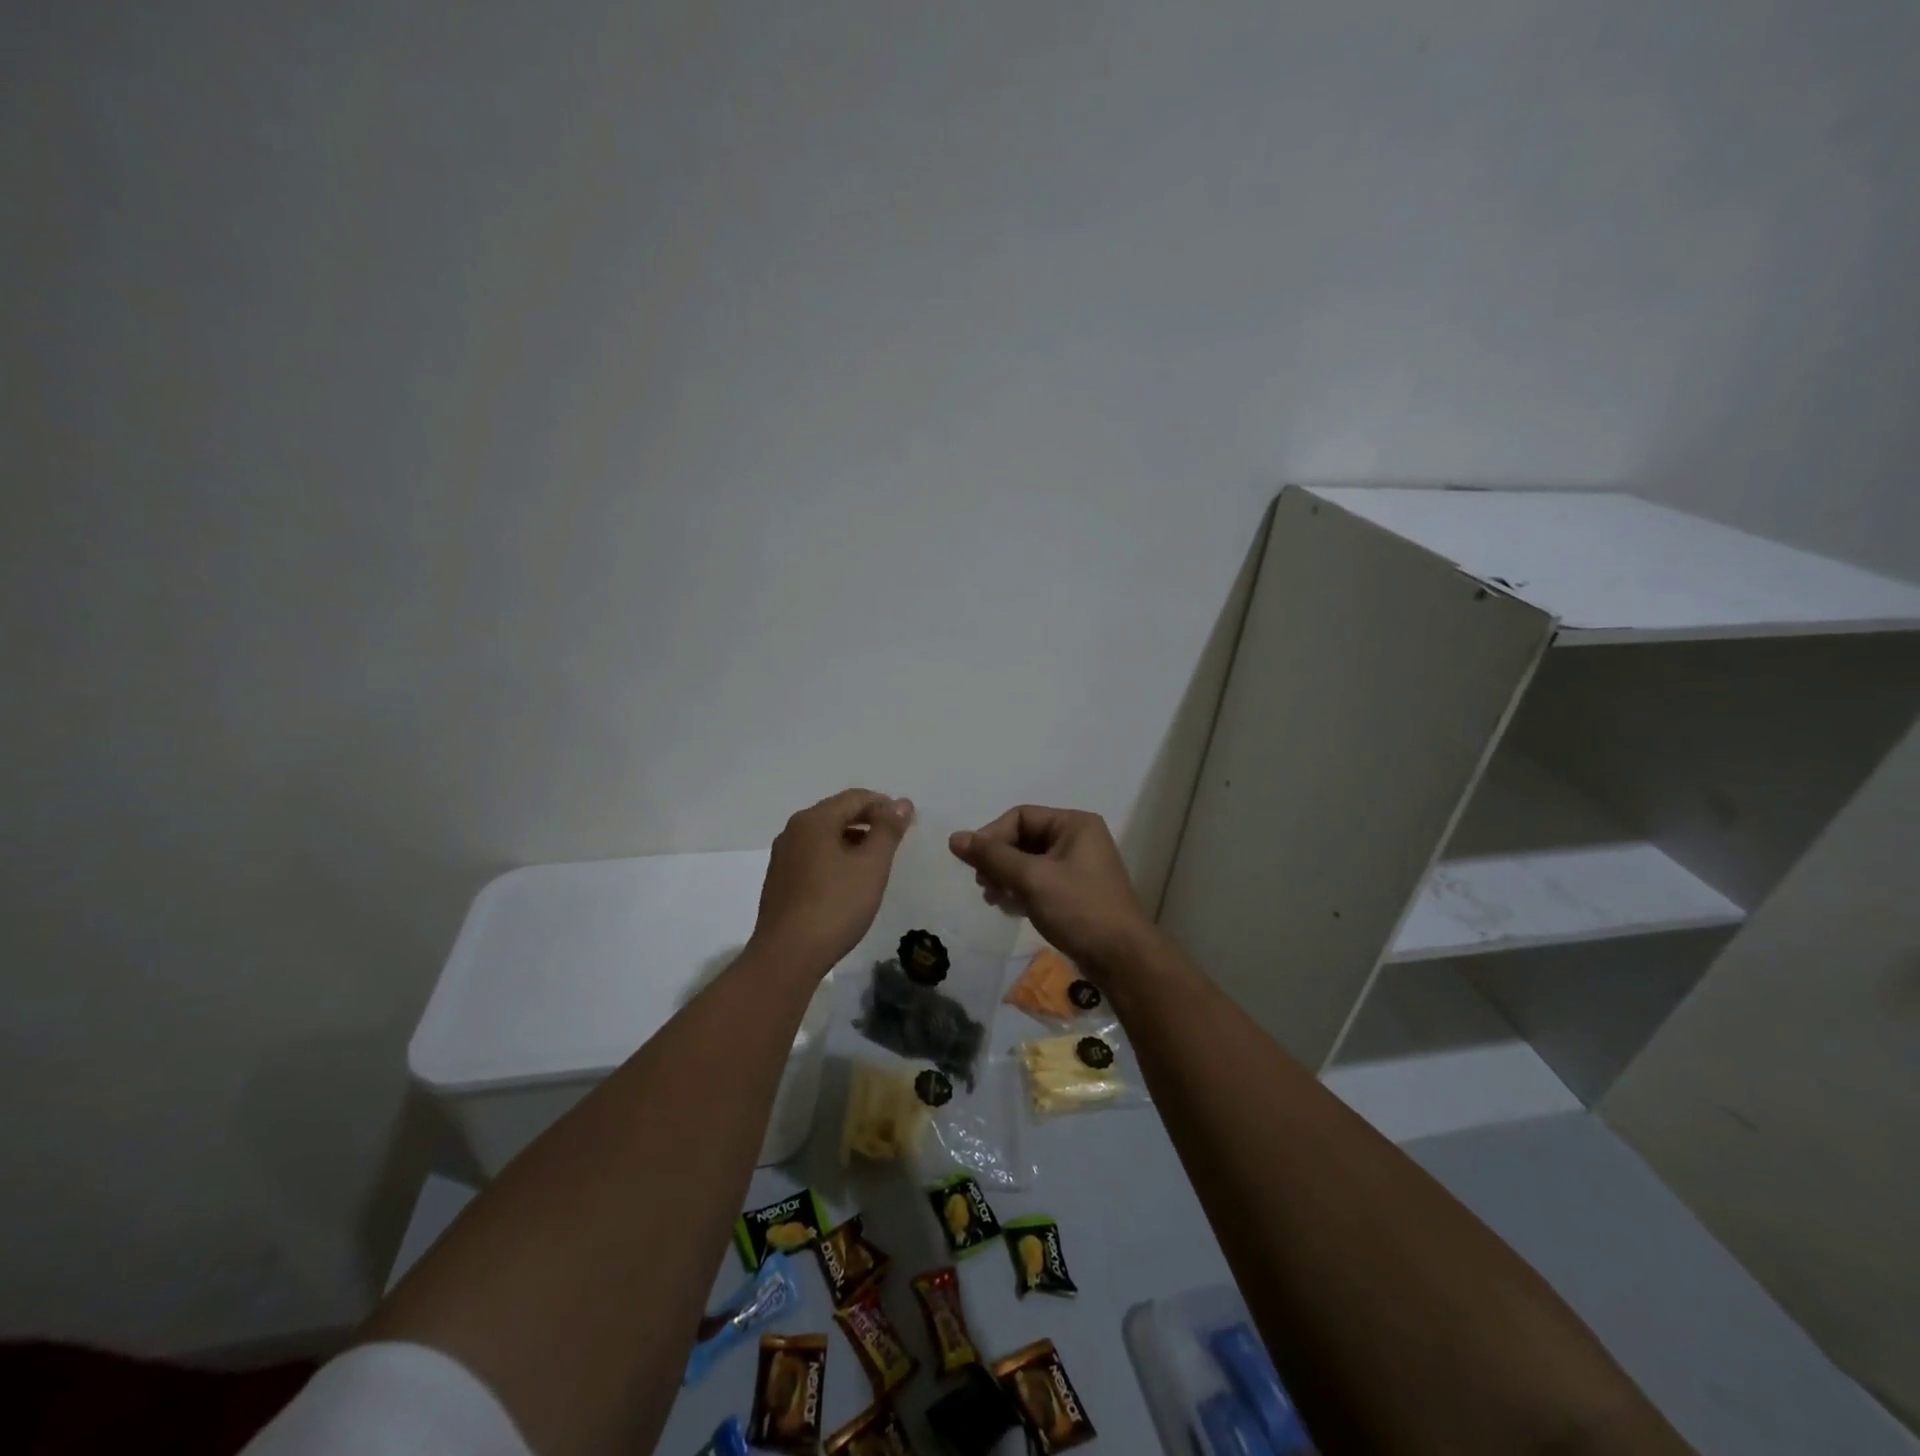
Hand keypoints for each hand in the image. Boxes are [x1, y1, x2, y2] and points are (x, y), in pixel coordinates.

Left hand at [751, 789, 912, 972]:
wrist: (787, 956)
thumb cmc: (835, 905)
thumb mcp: (871, 865)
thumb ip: (888, 830)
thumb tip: (902, 803)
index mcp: (813, 820)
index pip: (855, 798)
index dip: (885, 805)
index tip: (909, 823)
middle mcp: (793, 831)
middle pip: (838, 813)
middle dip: (869, 821)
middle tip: (897, 840)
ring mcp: (783, 857)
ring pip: (825, 836)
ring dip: (853, 840)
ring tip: (877, 861)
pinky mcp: (780, 881)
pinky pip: (814, 856)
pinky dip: (836, 858)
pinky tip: (850, 881)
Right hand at [948, 804, 1150, 971]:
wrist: (1122, 959)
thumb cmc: (1078, 910)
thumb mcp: (1031, 879)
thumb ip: (992, 856)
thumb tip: (955, 838)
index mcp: (1074, 824)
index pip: (1020, 816)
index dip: (992, 837)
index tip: (973, 865)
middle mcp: (1078, 838)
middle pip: (1023, 837)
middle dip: (999, 860)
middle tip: (983, 886)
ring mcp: (1078, 866)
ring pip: (1029, 861)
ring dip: (1006, 877)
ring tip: (994, 899)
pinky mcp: (1076, 891)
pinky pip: (1039, 880)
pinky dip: (1021, 891)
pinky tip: (1010, 909)